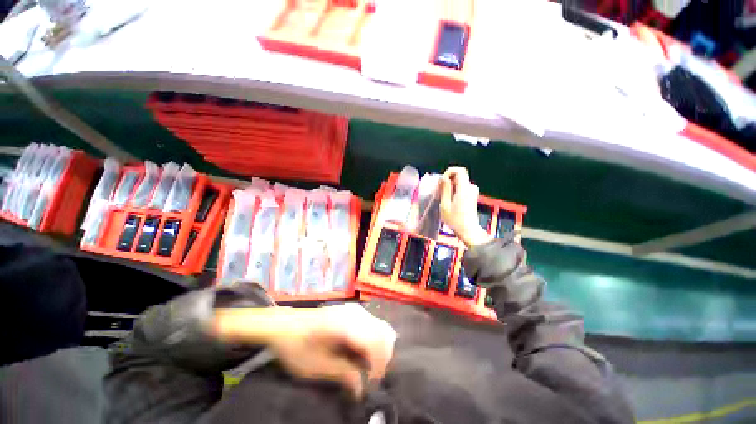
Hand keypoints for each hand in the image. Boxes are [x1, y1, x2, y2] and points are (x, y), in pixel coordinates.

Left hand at [213, 304, 395, 397]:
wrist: (285, 324)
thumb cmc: (297, 346)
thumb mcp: (316, 367)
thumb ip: (343, 374)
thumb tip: (362, 388)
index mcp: (346, 326)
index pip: (376, 343)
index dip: (378, 366)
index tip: (370, 383)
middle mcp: (355, 314)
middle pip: (383, 333)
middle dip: (382, 357)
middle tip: (369, 376)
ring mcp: (355, 309)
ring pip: (380, 327)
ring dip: (379, 348)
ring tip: (367, 364)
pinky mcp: (352, 310)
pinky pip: (373, 323)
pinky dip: (374, 339)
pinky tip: (361, 350)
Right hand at [438, 167, 492, 246]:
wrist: (468, 230)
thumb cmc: (455, 220)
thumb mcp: (445, 205)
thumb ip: (445, 189)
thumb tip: (443, 177)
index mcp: (464, 189)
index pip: (459, 171)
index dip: (449, 172)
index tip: (441, 181)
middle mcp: (471, 188)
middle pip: (459, 175)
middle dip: (448, 180)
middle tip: (439, 191)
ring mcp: (473, 192)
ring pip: (460, 182)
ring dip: (450, 186)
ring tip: (443, 197)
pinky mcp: (472, 196)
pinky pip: (462, 187)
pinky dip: (454, 190)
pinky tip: (449, 200)